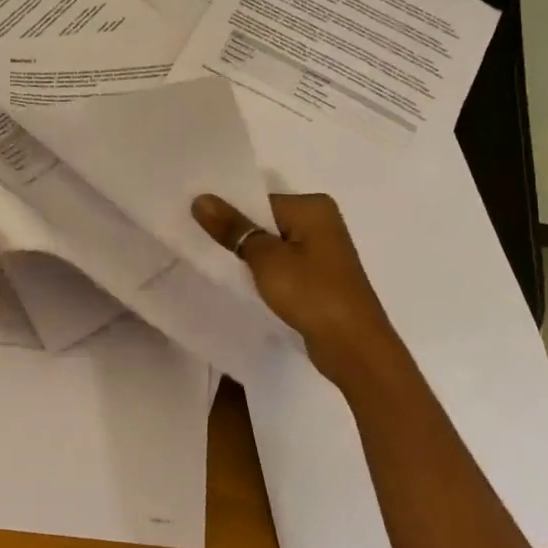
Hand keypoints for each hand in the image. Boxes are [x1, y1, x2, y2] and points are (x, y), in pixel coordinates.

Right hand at [191, 192, 405, 388]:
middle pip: (265, 220)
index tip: (194, 223)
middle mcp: (321, 222)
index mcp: (313, 207)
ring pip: (273, 244)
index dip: (227, 212)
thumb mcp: (265, 258)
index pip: (258, 200)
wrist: (353, 348)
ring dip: (249, 255)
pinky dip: (264, 271)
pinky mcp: (319, 276)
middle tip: (196, 241)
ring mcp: (322, 251)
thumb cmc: (311, 294)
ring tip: (213, 262)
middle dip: (236, 232)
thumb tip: (200, 199)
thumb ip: (232, 228)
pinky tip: (241, 282)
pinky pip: (283, 264)